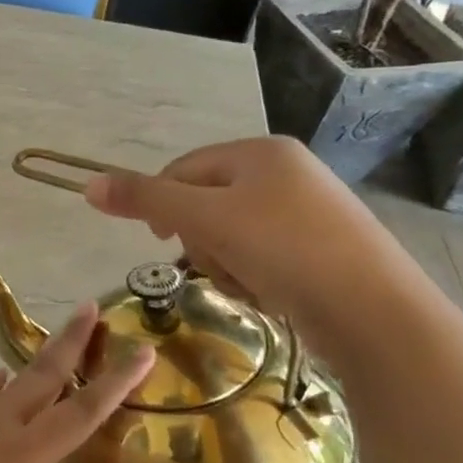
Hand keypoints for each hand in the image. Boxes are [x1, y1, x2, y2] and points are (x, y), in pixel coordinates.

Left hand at [0, 303, 154, 462]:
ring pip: (13, 380)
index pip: (79, 413)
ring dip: (41, 358)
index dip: (115, 383)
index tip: (143, 351)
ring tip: (62, 340)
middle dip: (72, 341)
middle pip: (43, 376)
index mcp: (18, 457)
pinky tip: (0, 380)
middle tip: (93, 306)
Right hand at [82, 136, 419, 359]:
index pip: (184, 168)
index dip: (161, 202)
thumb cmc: (283, 250)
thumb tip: (88, 185)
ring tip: (246, 284)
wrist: (374, 311)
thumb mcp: (205, 219)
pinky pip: (264, 254)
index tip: (157, 238)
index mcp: (260, 152)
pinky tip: (269, 294)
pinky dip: (255, 275)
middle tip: (210, 264)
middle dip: (199, 238)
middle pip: (208, 201)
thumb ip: (145, 198)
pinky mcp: (324, 247)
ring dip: (224, 261)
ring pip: (233, 233)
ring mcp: (310, 210)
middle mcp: (287, 171)